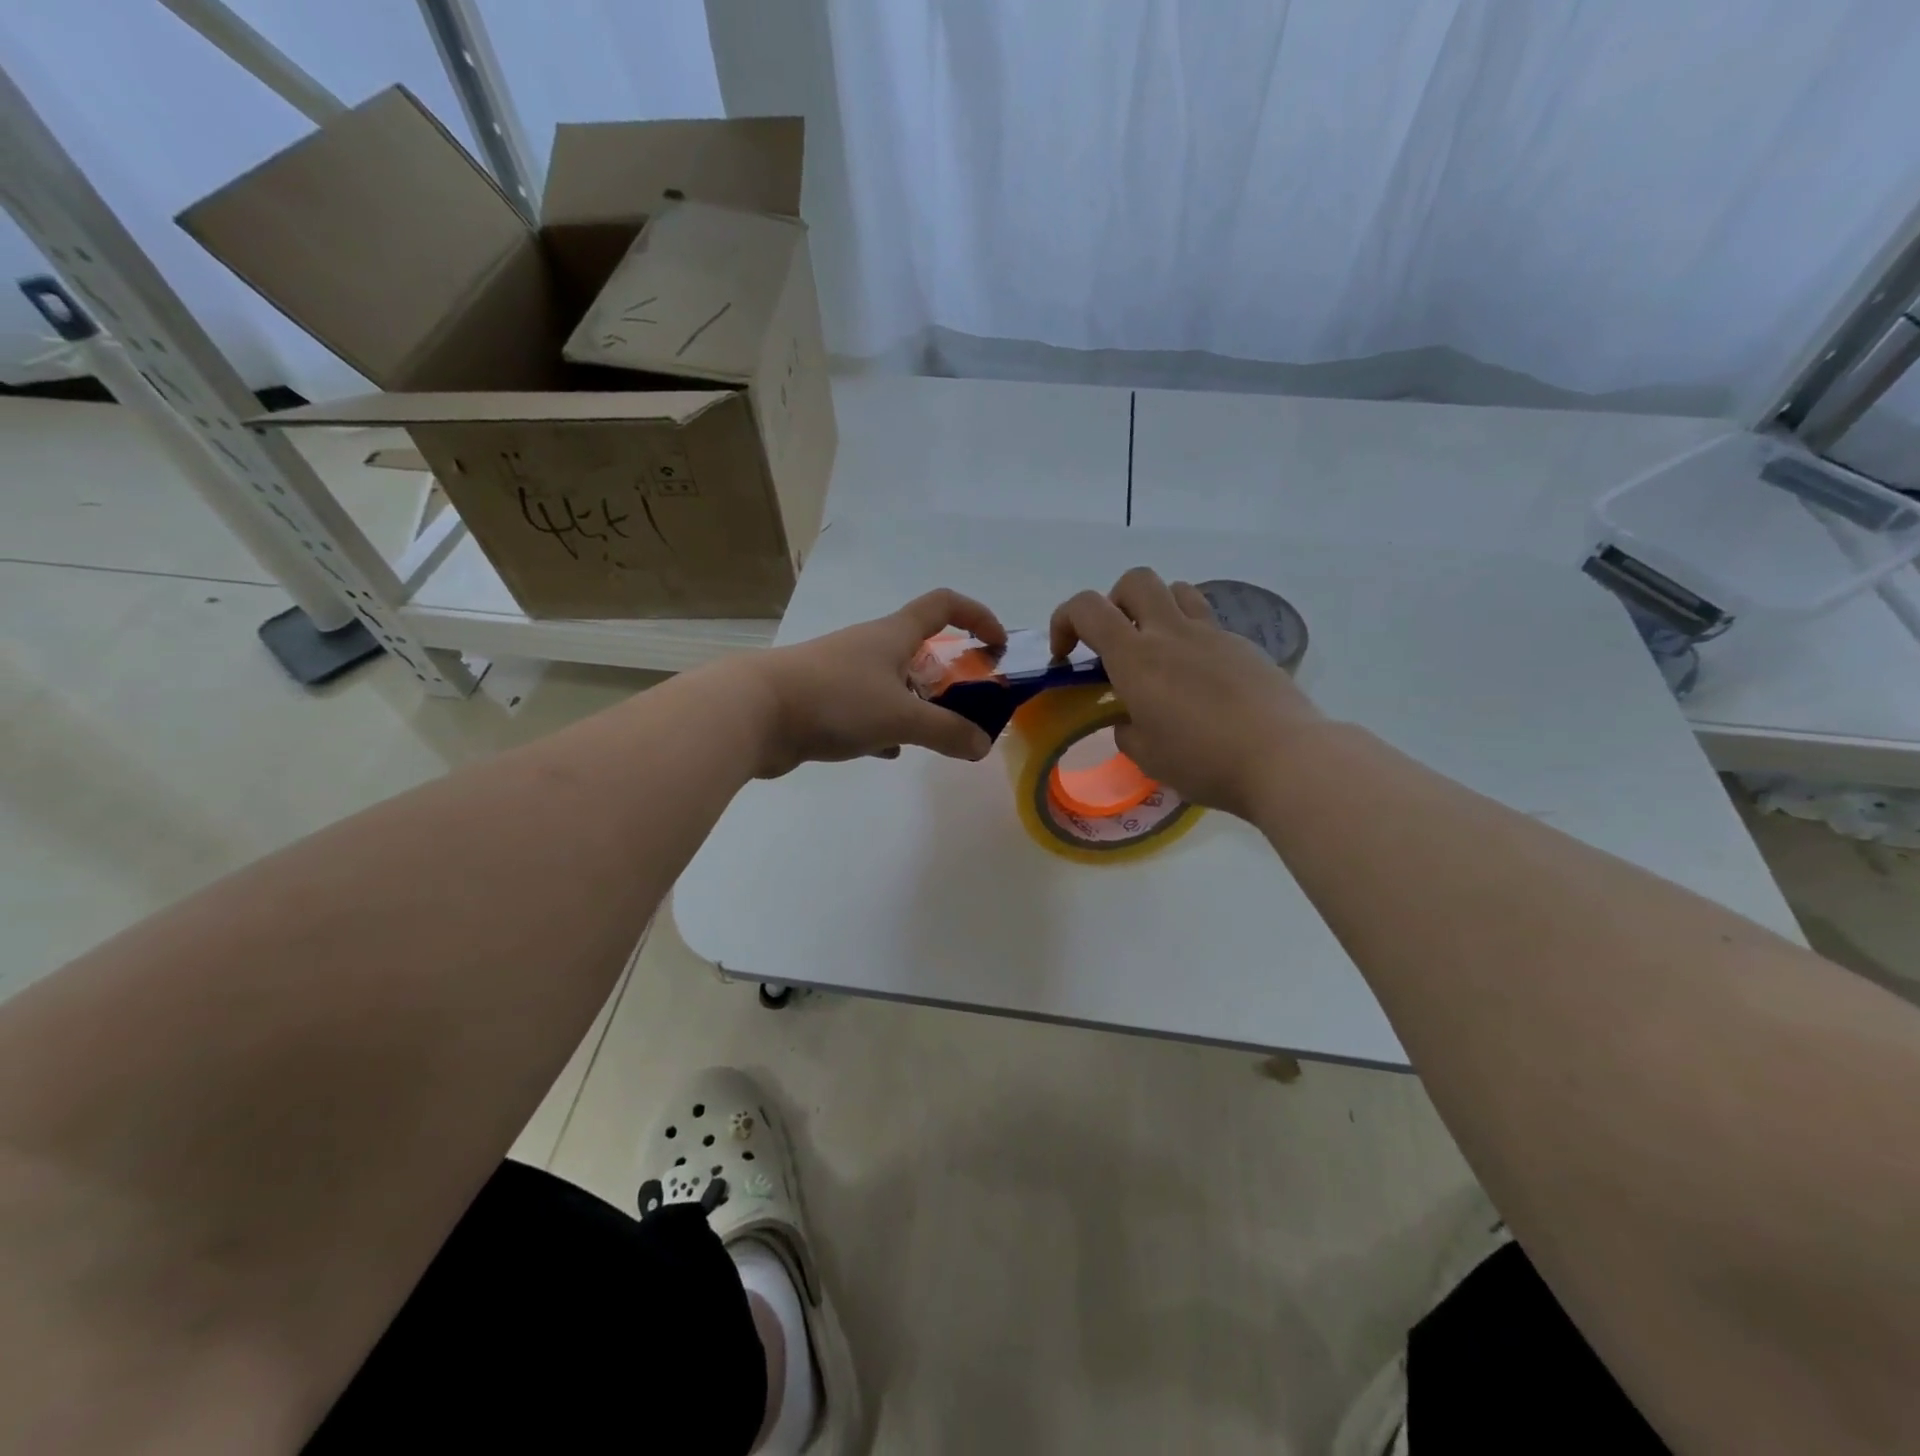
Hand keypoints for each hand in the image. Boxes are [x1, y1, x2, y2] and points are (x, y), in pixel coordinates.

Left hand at [739, 589, 1006, 778]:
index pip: (944, 604)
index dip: (978, 616)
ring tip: (934, 735)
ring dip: (918, 703)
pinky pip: (867, 709)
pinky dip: (885, 726)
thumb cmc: (835, 700)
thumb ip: (947, 732)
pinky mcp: (824, 700)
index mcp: (893, 634)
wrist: (753, 713)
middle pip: (921, 648)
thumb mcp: (900, 717)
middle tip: (970, 706)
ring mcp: (844, 673)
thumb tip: (982, 745)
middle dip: (950, 673)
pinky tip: (890, 751)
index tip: (998, 646)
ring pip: (894, 683)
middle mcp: (869, 646)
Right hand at [1049, 568, 1322, 818]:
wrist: (1284, 758)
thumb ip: (1127, 730)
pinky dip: (1192, 639)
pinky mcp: (1244, 646)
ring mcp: (1213, 635)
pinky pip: (1209, 624)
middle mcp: (1172, 633)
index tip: (1066, 656)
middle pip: (1135, 580)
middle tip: (1116, 643)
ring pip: (1177, 590)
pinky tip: (1201, 681)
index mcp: (1136, 658)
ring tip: (1159, 652)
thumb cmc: (1204, 761)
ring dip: (1157, 610)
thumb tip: (1130, 719)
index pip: (1087, 608)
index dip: (1064, 621)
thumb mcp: (1147, 756)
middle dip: (1114, 602)